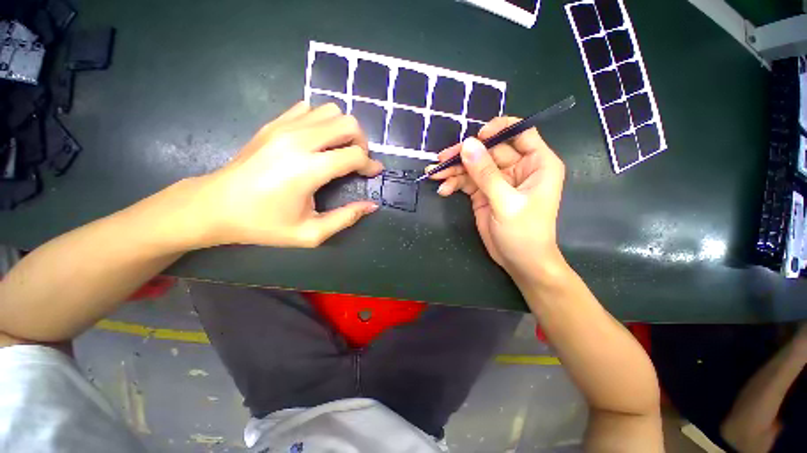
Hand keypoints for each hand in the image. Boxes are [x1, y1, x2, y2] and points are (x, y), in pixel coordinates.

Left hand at [191, 101, 382, 247]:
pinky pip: (309, 108)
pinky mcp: (274, 123)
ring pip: (331, 111)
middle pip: (348, 123)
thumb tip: (371, 205)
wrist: (215, 206)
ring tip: (339, 150)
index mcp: (308, 169)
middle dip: (361, 142)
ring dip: (342, 130)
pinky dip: (322, 121)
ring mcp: (284, 127)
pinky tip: (317, 141)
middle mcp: (298, 140)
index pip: (354, 155)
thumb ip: (346, 218)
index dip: (370, 164)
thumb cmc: (264, 224)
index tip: (373, 173)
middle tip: (356, 161)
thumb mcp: (310, 233)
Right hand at [427, 117, 564, 283]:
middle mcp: (517, 168)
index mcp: (536, 163)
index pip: (520, 133)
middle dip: (464, 155)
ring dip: (453, 170)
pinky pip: (466, 181)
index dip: (498, 129)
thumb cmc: (524, 233)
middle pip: (488, 150)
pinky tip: (443, 190)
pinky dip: (454, 184)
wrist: (519, 262)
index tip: (476, 137)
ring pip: (474, 166)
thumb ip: (486, 174)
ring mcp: (498, 181)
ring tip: (434, 174)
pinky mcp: (483, 193)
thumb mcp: (506, 202)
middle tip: (441, 159)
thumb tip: (467, 144)